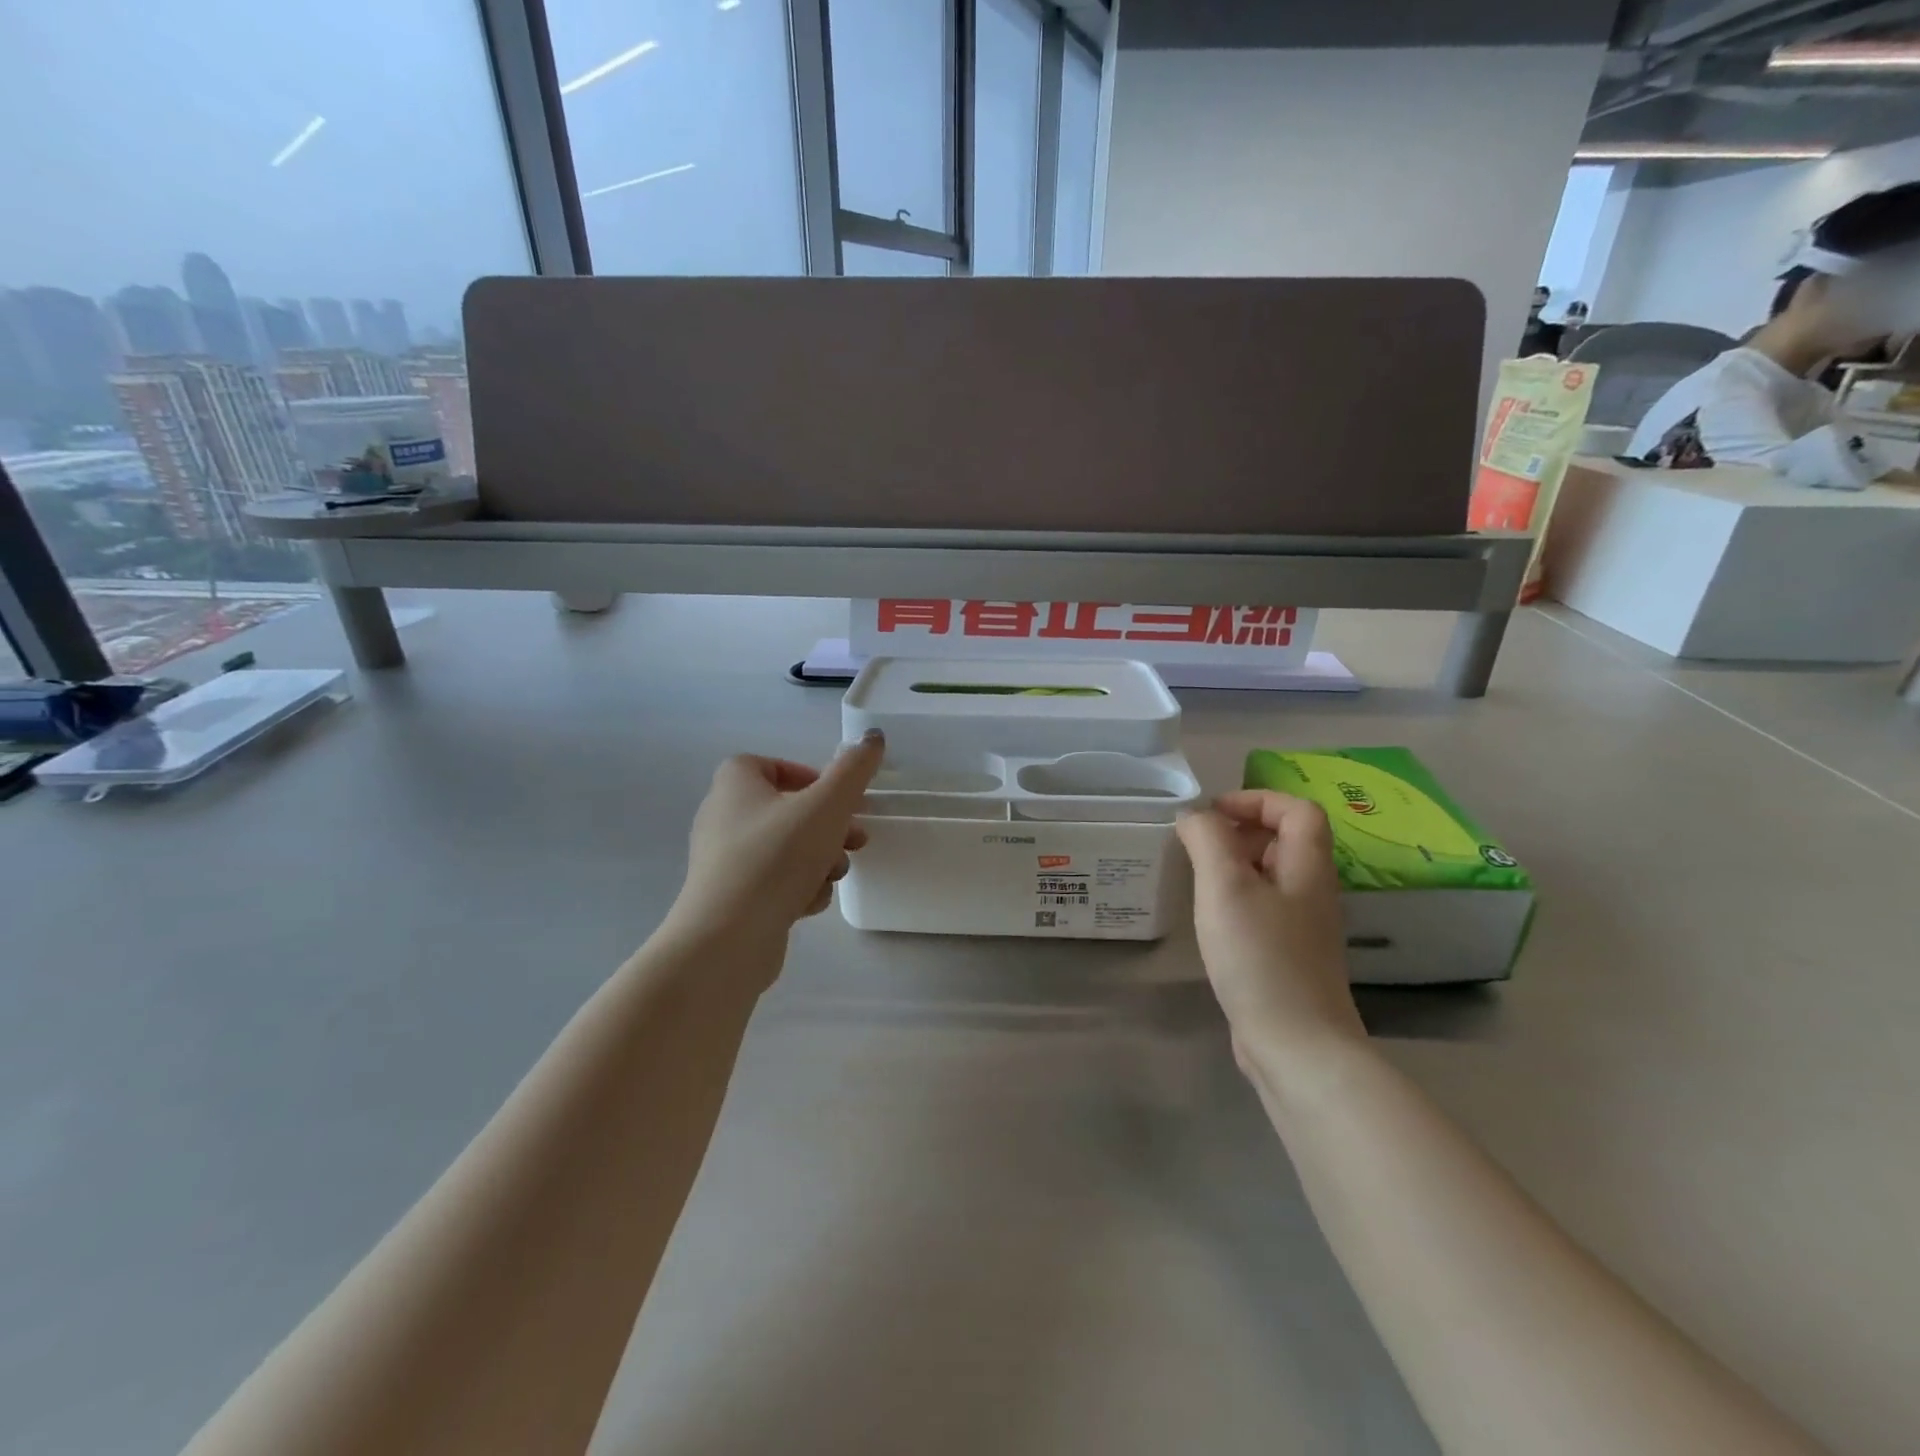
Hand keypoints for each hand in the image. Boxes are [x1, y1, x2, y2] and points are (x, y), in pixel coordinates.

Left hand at [668, 732, 884, 951]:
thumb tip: (873, 736)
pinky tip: (809, 903)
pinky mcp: (731, 898)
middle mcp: (722, 817)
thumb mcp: (826, 806)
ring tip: (835, 874)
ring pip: (785, 849)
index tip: (836, 796)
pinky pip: (773, 882)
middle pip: (786, 810)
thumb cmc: (776, 858)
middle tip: (856, 838)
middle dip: (827, 825)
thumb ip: (854, 770)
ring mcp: (724, 861)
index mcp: (735, 785)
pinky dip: (797, 888)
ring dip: (819, 859)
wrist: (727, 939)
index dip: (805, 775)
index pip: (768, 764)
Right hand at [1177, 791, 1365, 1066]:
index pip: (1298, 810)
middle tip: (1200, 844)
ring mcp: (1304, 928)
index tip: (1213, 814)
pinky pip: (1265, 908)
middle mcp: (1313, 892)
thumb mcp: (1225, 887)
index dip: (1257, 800)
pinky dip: (1238, 899)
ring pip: (1274, 876)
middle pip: (1287, 840)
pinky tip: (1211, 919)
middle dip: (1242, 831)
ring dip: (1237, 865)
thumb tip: (1194, 816)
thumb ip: (1208, 840)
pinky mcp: (1290, 957)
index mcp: (1308, 868)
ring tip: (1198, 877)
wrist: (1296, 1045)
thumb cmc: (1259, 956)